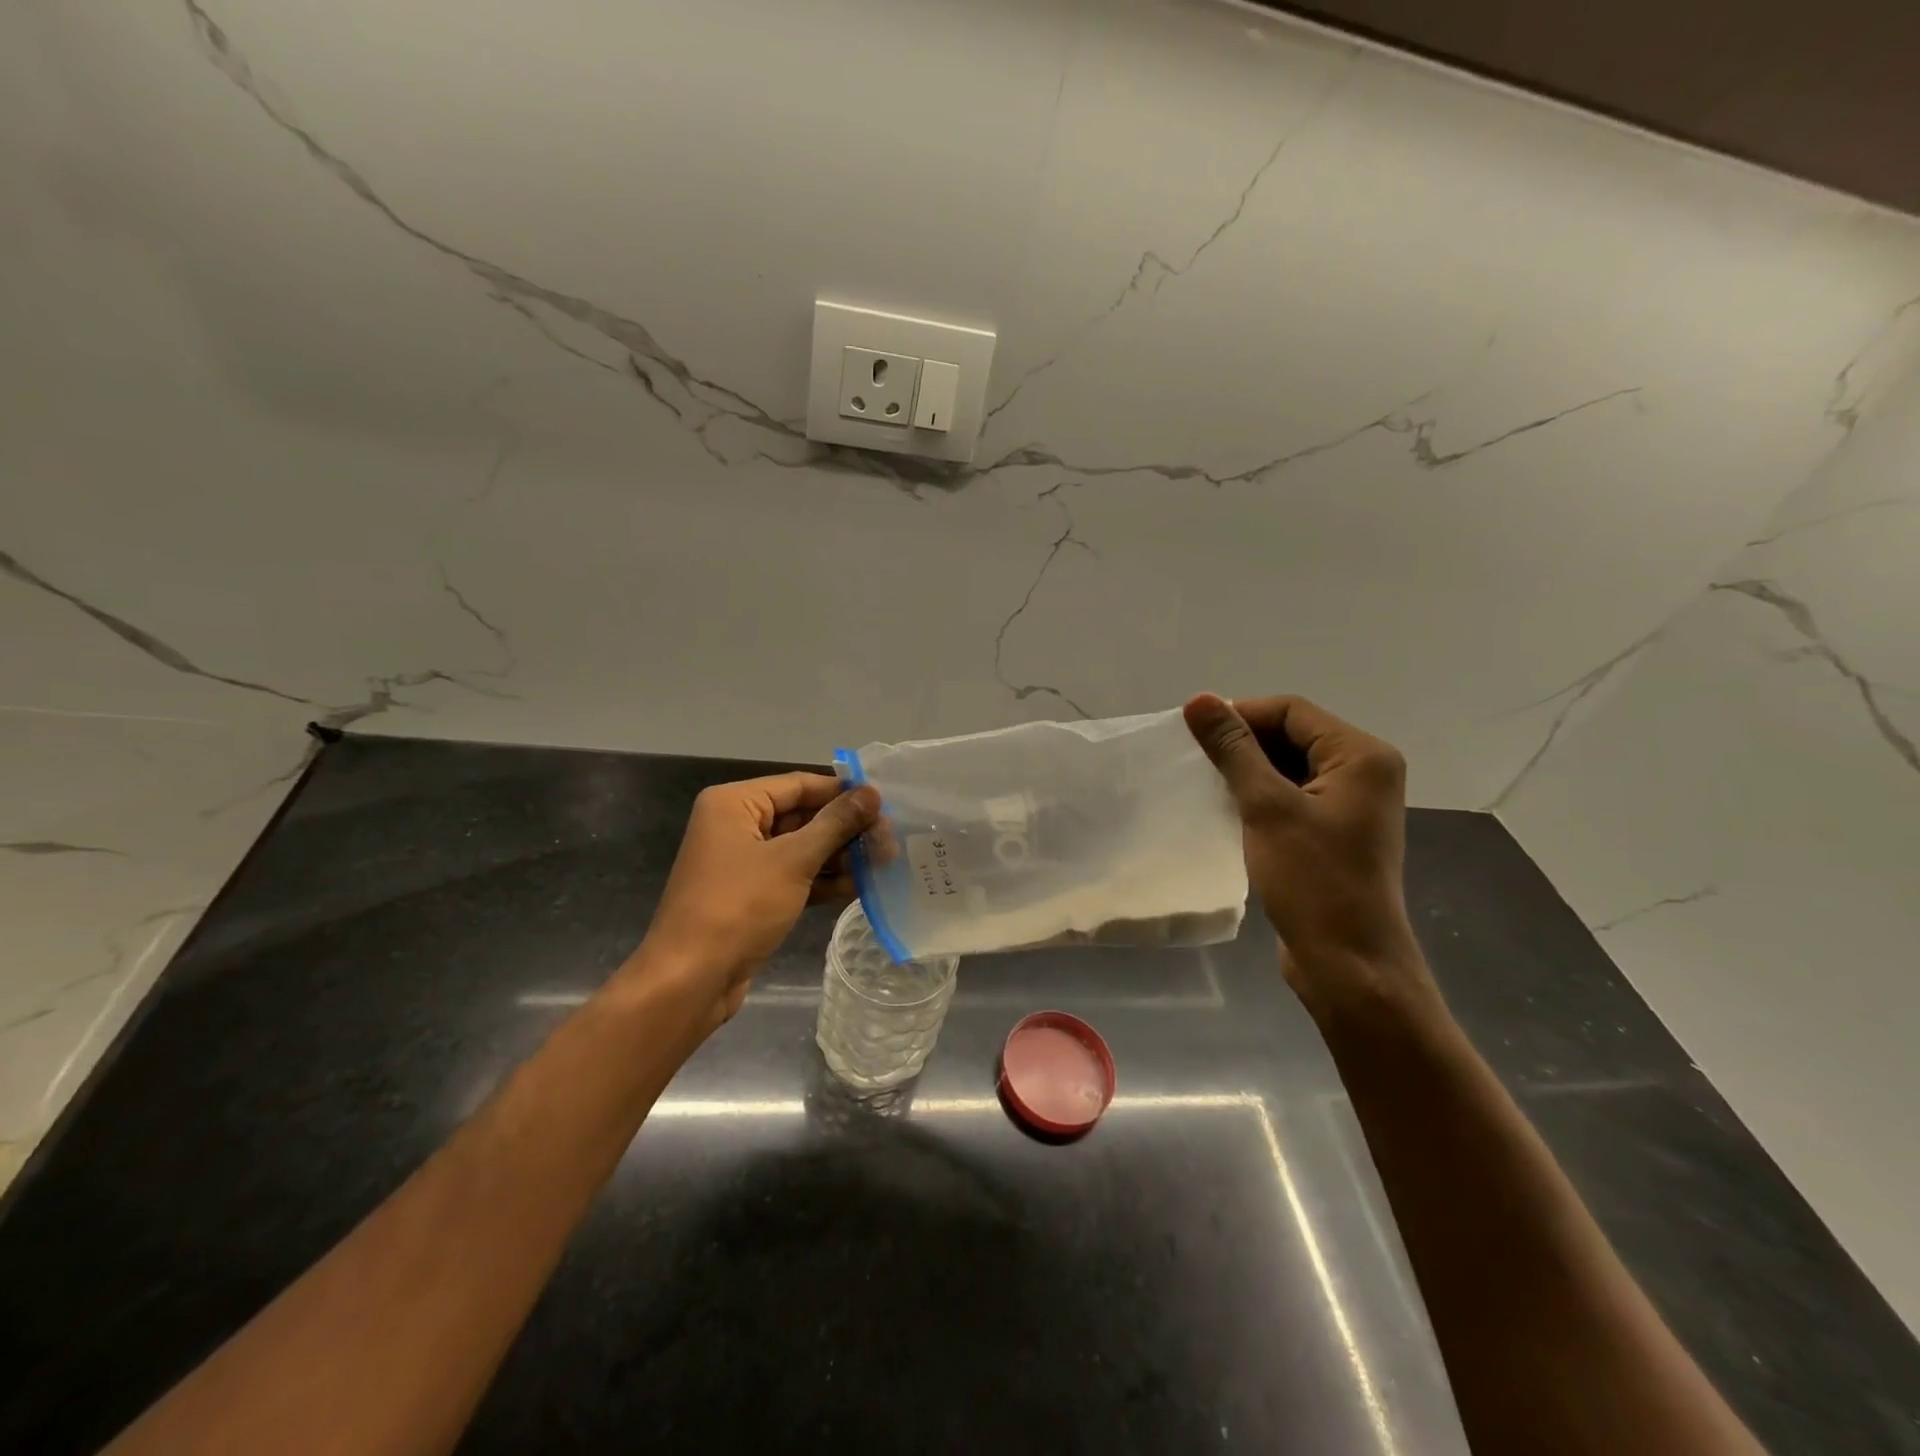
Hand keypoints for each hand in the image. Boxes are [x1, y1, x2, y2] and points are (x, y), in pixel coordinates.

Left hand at [634, 773, 879, 1026]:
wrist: (691, 980)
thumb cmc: (739, 906)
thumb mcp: (793, 860)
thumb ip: (836, 824)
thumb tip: (872, 792)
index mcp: (735, 803)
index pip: (800, 785)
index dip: (843, 793)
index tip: (886, 803)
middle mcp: (736, 825)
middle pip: (803, 816)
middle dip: (846, 829)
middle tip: (890, 840)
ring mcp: (744, 862)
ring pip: (802, 848)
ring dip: (840, 856)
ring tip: (884, 863)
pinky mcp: (752, 895)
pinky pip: (794, 875)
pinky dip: (823, 880)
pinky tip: (860, 886)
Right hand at [1184, 693, 1433, 1017]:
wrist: (1347, 963)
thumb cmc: (1313, 880)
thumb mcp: (1266, 807)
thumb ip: (1233, 750)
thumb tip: (1199, 700)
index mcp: (1361, 756)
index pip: (1291, 710)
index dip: (1240, 715)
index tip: (1193, 735)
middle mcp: (1363, 771)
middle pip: (1292, 734)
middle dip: (1243, 744)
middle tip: (1195, 761)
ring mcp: (1349, 804)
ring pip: (1288, 766)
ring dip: (1247, 771)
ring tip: (1205, 784)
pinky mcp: (1333, 832)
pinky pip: (1291, 796)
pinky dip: (1259, 796)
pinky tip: (1227, 809)